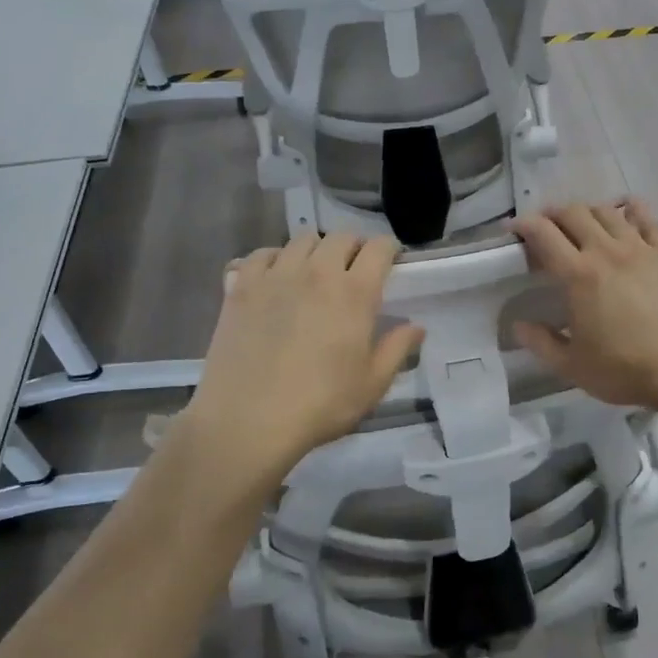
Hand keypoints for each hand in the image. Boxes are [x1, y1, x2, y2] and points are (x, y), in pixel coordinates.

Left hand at [184, 233, 423, 475]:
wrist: (247, 420)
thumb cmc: (320, 405)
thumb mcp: (372, 385)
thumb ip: (397, 349)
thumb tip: (416, 327)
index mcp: (354, 293)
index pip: (379, 248)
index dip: (390, 250)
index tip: (391, 263)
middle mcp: (316, 272)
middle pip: (341, 237)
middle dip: (354, 247)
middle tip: (355, 270)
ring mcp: (275, 275)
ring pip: (302, 240)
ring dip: (316, 250)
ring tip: (315, 272)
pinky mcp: (241, 286)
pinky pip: (261, 254)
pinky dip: (274, 258)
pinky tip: (276, 278)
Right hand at [511, 201, 657, 415]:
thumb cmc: (628, 369)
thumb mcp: (574, 367)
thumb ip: (542, 344)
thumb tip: (519, 326)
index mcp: (579, 275)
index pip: (543, 234)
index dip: (523, 225)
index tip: (512, 230)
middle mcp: (607, 251)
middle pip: (574, 212)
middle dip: (552, 214)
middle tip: (543, 229)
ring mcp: (640, 249)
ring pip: (607, 210)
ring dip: (586, 210)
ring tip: (579, 224)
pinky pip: (646, 219)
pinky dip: (630, 208)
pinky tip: (625, 210)